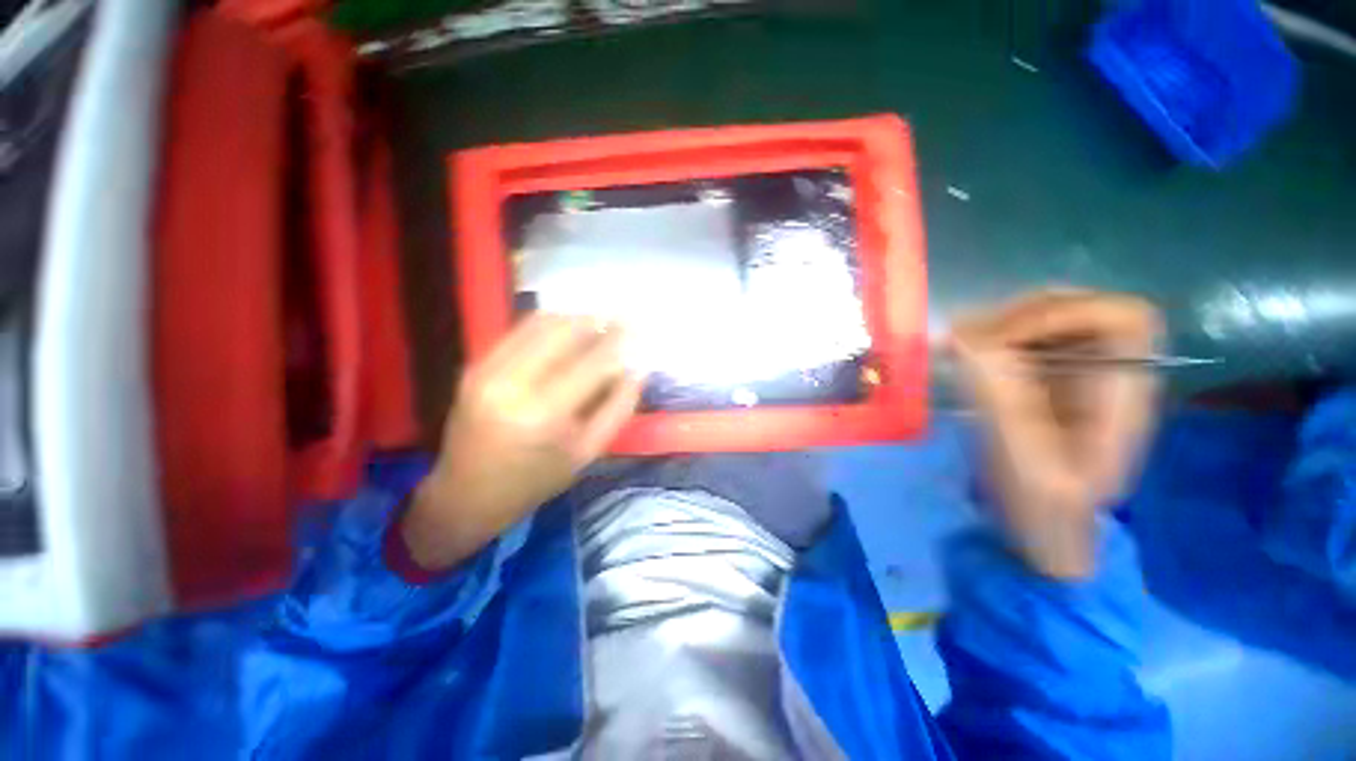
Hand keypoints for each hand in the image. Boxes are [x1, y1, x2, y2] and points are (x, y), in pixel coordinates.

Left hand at [402, 314, 645, 570]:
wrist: (467, 494)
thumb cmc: (536, 480)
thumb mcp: (588, 452)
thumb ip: (618, 408)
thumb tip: (637, 369)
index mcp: (543, 415)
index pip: (592, 363)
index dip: (619, 342)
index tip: (639, 331)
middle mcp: (512, 383)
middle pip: (564, 331)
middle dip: (598, 321)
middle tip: (620, 320)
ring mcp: (487, 369)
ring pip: (540, 323)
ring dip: (575, 318)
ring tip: (598, 323)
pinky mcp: (475, 365)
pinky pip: (519, 331)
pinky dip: (550, 324)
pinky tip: (568, 330)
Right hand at [948, 290, 1162, 578]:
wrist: (1040, 533)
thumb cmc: (1042, 510)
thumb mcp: (1025, 462)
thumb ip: (1001, 399)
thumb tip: (960, 338)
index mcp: (1122, 395)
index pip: (1122, 318)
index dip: (1064, 314)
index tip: (1003, 340)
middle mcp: (1103, 373)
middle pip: (1078, 307)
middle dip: (1019, 317)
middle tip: (970, 344)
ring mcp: (1069, 374)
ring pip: (1042, 318)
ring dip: (996, 327)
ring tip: (957, 352)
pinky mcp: (1038, 380)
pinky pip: (1014, 340)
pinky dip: (982, 340)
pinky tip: (958, 360)